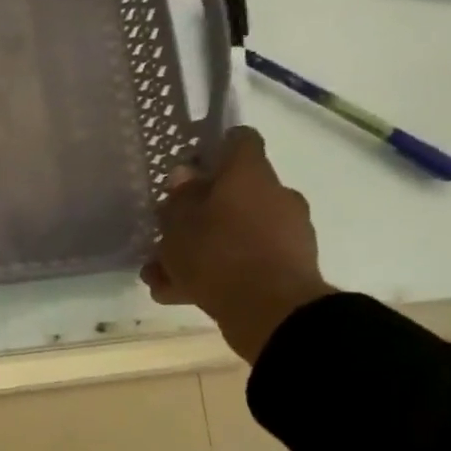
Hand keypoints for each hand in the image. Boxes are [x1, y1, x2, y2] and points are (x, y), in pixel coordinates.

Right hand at [142, 127, 333, 362]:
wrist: (271, 310)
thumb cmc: (218, 254)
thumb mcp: (178, 225)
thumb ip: (179, 199)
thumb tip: (186, 175)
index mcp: (249, 175)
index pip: (239, 140)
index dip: (213, 148)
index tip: (189, 166)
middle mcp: (274, 196)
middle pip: (232, 193)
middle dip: (197, 214)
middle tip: (165, 235)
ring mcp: (285, 232)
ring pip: (232, 233)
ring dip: (199, 250)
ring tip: (162, 276)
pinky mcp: (287, 266)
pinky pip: (243, 262)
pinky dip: (215, 274)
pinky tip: (179, 295)